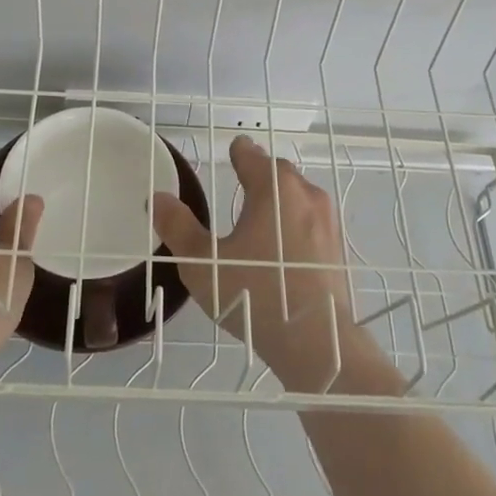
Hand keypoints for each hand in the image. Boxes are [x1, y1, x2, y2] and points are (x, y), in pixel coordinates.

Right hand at [152, 135, 363, 391]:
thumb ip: (178, 227)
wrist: (318, 343)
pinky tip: (281, 252)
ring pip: (298, 197)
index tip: (229, 154)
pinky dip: (294, 226)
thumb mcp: (203, 264)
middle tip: (237, 189)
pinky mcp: (338, 248)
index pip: (250, 154)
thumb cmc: (255, 294)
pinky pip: (311, 223)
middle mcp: (306, 193)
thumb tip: (157, 197)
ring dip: (278, 202)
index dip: (236, 153)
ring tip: (257, 223)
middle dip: (258, 176)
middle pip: (277, 172)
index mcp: (274, 187)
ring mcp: (328, 221)